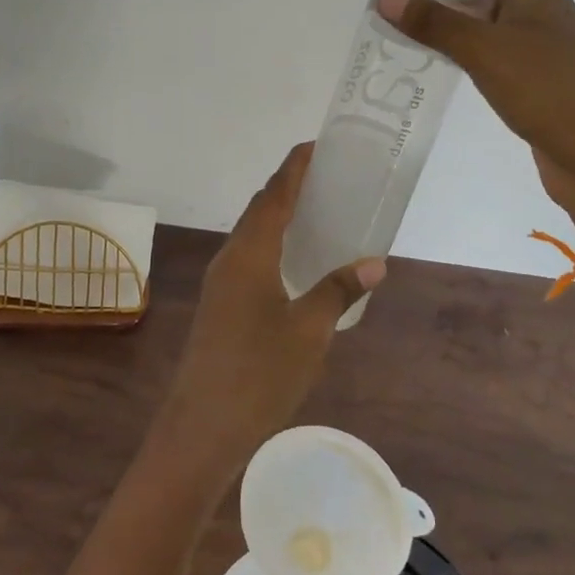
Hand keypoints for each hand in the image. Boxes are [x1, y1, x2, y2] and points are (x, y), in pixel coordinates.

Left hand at [157, 143, 385, 471]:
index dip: (294, 167)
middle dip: (288, 186)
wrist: (200, 429)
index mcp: (250, 252)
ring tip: (314, 211)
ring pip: (251, 232)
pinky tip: (292, 261)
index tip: (316, 146)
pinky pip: (247, 255)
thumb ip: (339, 290)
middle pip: (260, 208)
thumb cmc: (258, 373)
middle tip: (325, 177)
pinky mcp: (219, 304)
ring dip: (278, 214)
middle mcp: (230, 257)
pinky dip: (271, 242)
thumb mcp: (310, 331)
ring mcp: (220, 281)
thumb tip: (375, 262)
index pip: (275, 194)